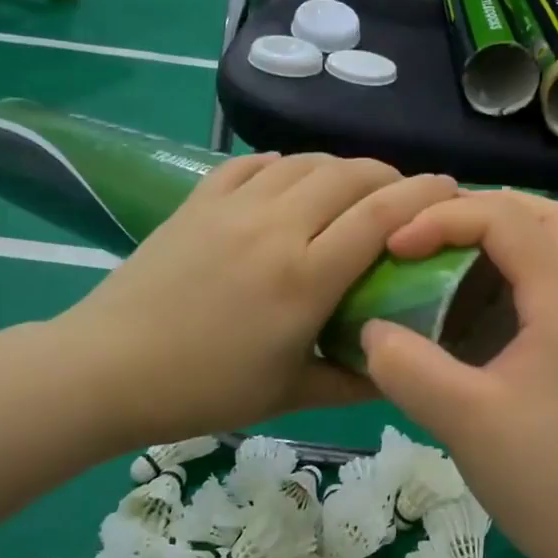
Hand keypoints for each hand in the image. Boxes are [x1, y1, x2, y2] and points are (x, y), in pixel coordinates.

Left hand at [63, 153, 457, 452]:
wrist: (107, 368)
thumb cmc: (203, 389)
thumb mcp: (289, 396)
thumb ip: (354, 380)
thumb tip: (401, 371)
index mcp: (305, 277)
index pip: (381, 216)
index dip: (423, 195)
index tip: (450, 188)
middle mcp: (276, 227)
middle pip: (349, 174)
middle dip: (388, 175)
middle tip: (403, 195)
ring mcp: (233, 207)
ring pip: (304, 162)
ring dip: (339, 168)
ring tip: (352, 189)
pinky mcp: (198, 200)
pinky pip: (252, 164)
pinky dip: (282, 166)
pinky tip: (288, 182)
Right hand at [359, 191, 557, 557]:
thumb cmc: (546, 479)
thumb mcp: (463, 421)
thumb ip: (407, 368)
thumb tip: (369, 330)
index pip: (507, 219)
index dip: (445, 218)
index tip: (395, 246)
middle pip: (545, 215)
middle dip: (482, 210)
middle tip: (429, 234)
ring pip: (553, 248)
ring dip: (499, 241)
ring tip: (444, 264)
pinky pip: (549, 287)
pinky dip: (508, 278)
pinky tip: (470, 317)